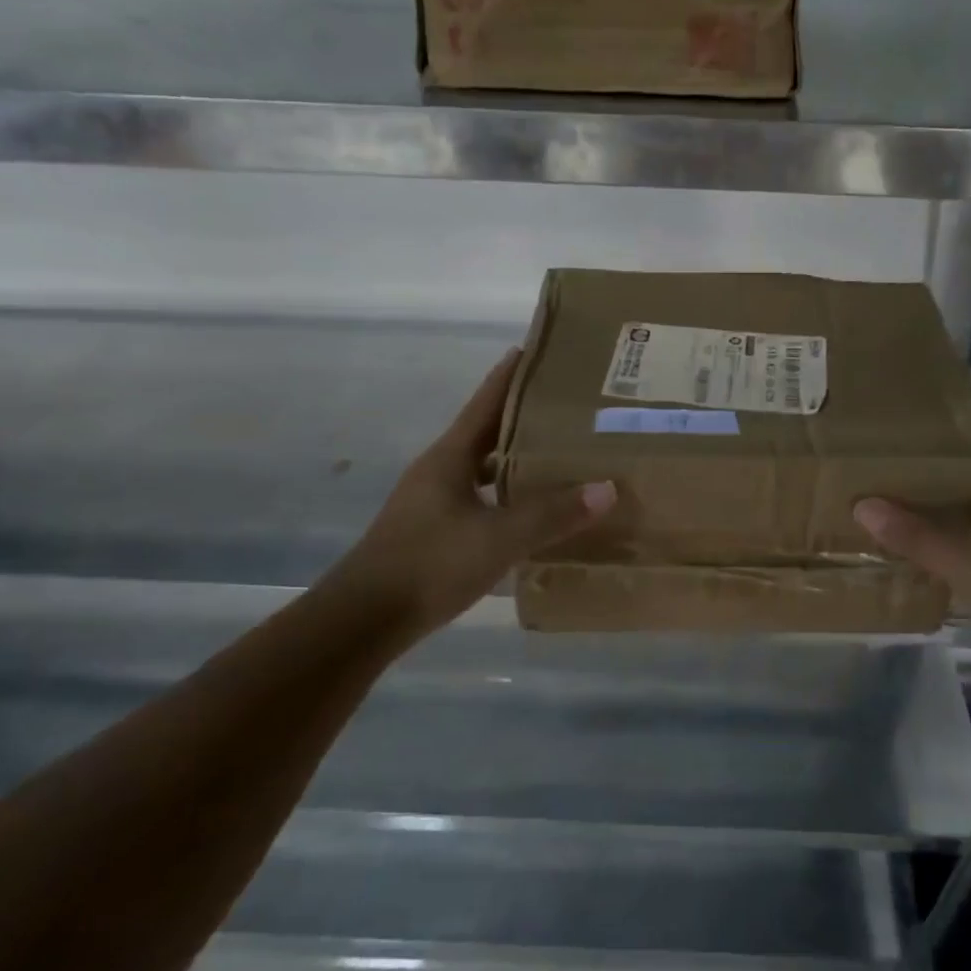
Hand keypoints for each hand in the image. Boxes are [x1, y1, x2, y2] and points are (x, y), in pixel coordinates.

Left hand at [324, 349, 615, 632]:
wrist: (364, 620)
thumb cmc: (429, 564)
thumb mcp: (498, 539)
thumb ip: (552, 514)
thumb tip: (607, 489)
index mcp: (450, 456)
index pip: (486, 401)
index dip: (512, 374)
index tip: (540, 349)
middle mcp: (440, 470)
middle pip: (488, 430)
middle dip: (525, 415)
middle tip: (570, 406)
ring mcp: (434, 500)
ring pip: (484, 466)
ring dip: (517, 457)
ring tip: (560, 454)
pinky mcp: (434, 530)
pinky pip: (480, 497)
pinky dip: (507, 494)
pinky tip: (532, 510)